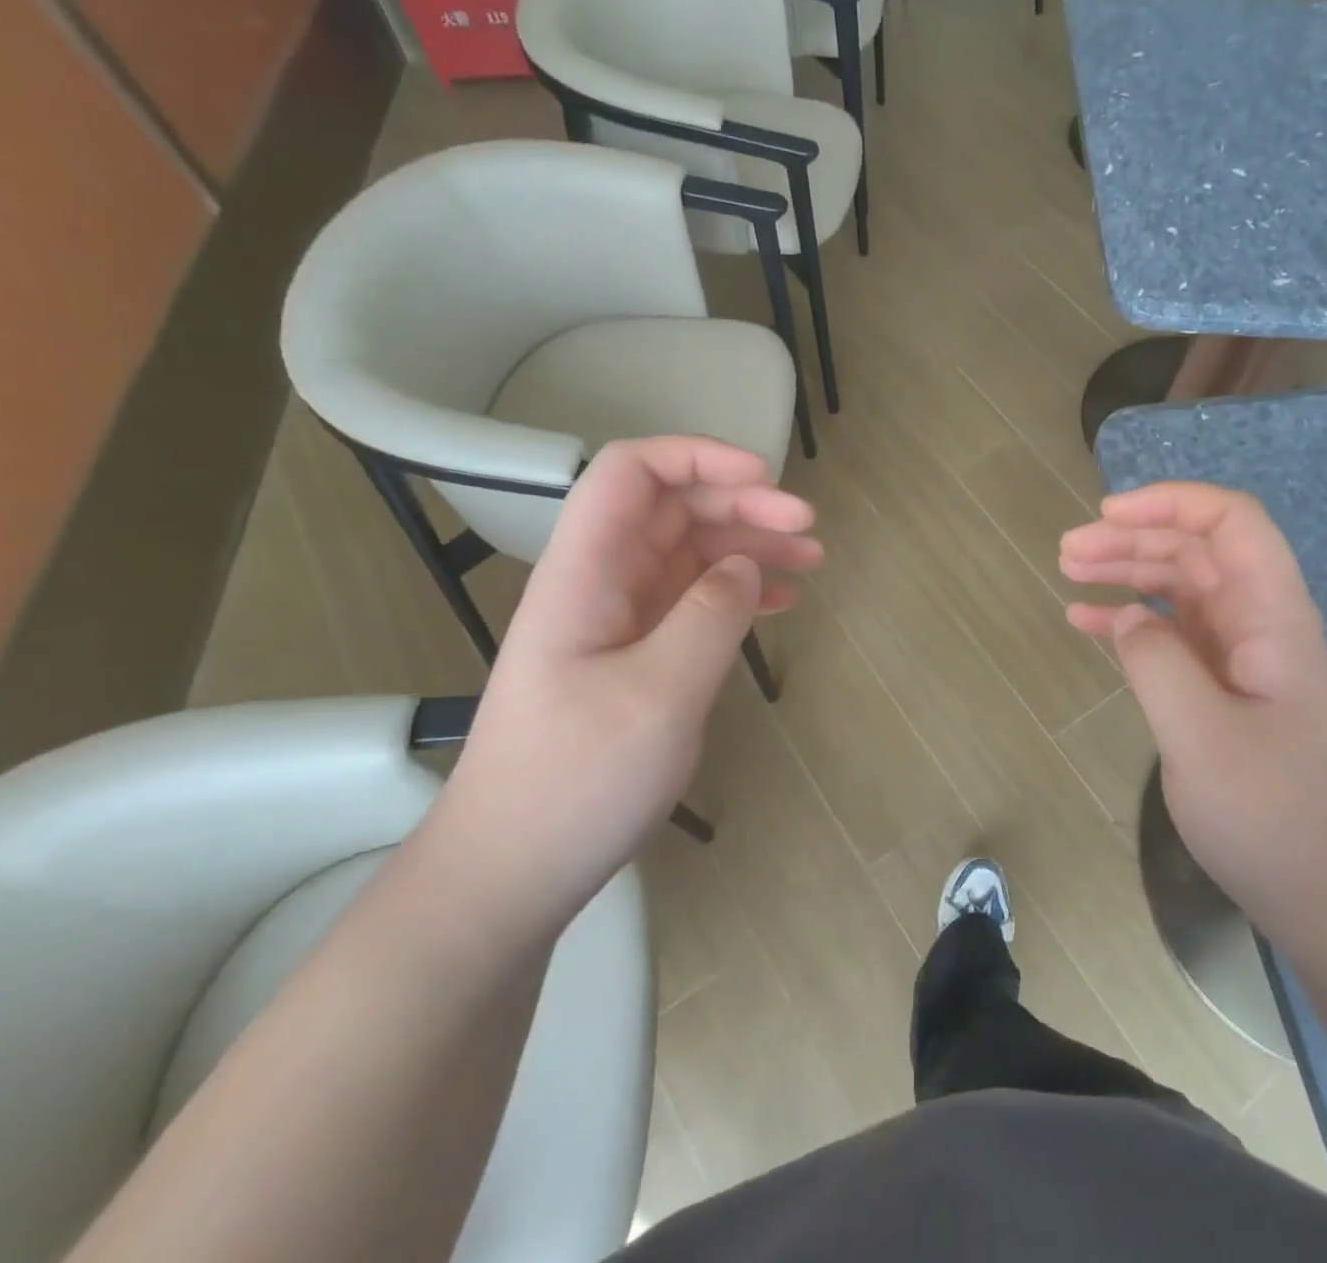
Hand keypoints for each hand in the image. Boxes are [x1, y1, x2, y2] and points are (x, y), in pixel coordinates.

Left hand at [437, 437, 821, 930]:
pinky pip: (694, 601)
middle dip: (741, 503)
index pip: (632, 473)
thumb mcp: (658, 695)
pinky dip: (740, 591)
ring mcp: (618, 620)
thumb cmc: (576, 781)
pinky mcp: (636, 656)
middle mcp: (601, 582)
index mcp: (587, 572)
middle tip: (808, 530)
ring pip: (690, 553)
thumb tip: (746, 566)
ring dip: (750, 546)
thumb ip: (710, 616)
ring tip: (812, 560)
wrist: (513, 869)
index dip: (699, 457)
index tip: (766, 480)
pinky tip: (782, 602)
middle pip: (671, 508)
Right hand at [1060, 481, 1326, 922]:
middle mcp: (1260, 625)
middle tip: (1067, 550)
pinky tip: (1086, 621)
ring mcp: (1241, 658)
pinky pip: (1172, 635)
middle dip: (1133, 536)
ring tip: (1069, 570)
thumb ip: (1159, 664)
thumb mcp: (1204, 740)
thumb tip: (1129, 618)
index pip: (1233, 524)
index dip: (1172, 502)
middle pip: (1197, 550)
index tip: (1108, 514)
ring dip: (1127, 570)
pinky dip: (1129, 621)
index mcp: (1274, 619)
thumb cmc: (1275, 817)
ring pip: (1180, 587)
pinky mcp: (1223, 689)